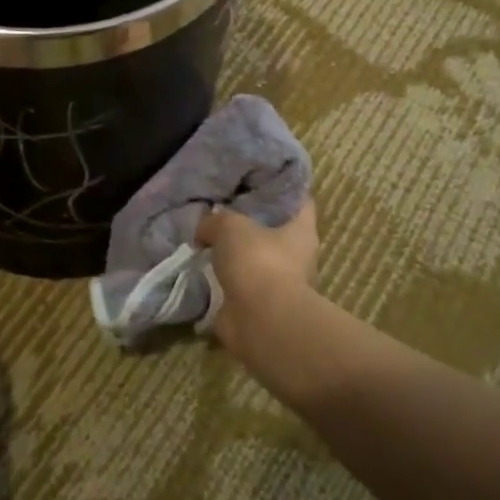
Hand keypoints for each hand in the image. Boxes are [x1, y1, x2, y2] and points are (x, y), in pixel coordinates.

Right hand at [195, 201, 318, 360]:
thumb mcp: (230, 226)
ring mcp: (278, 284)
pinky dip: (220, 280)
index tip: (257, 177)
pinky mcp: (258, 306)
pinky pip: (237, 285)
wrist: (260, 321)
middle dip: (249, 222)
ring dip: (233, 254)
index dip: (281, 186)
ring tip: (203, 239)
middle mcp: (296, 257)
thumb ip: (216, 220)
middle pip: (274, 230)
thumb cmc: (258, 262)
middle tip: (220, 207)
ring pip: (253, 259)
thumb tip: (204, 230)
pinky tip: (198, 268)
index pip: (299, 199)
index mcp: (302, 231)